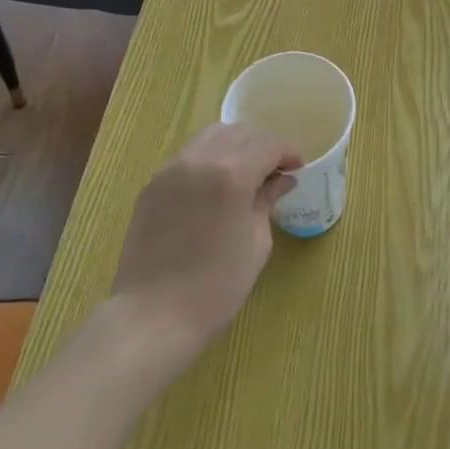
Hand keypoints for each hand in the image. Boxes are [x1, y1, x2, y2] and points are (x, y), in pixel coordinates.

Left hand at [109, 123, 301, 366]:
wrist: (152, 317)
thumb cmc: (215, 286)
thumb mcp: (256, 243)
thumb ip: (267, 201)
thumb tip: (281, 180)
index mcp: (231, 174)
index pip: (268, 144)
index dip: (288, 152)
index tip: (298, 168)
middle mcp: (200, 160)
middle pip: (240, 132)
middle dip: (263, 145)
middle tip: (275, 169)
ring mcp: (171, 169)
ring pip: (211, 136)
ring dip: (235, 145)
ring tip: (245, 171)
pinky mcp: (153, 184)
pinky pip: (188, 155)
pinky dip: (209, 157)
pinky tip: (215, 184)